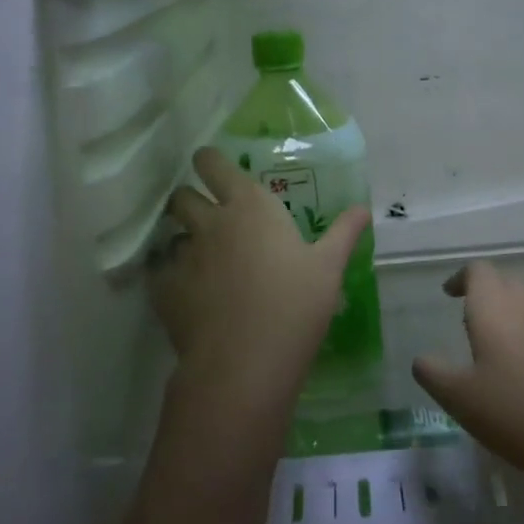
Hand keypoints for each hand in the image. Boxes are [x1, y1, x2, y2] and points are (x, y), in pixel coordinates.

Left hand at [151, 148, 369, 461]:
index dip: (209, 162)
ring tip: (201, 261)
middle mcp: (210, 222)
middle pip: (181, 196)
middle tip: (207, 216)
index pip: (213, 163)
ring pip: (171, 235)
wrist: (245, 361)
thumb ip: (344, 233)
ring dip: (183, 241)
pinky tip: (187, 293)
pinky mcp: (164, 289)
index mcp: (250, 207)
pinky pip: (160, 271)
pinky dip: (170, 276)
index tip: (212, 168)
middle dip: (189, 200)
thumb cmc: (295, 306)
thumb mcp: (329, 268)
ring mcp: (183, 256)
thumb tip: (363, 208)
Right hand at [412, 261, 523, 495]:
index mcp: (495, 310)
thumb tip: (422, 359)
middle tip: (465, 323)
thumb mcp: (459, 398)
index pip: (479, 271)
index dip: (460, 277)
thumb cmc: (515, 414)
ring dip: (507, 317)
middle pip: (505, 283)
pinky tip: (522, 377)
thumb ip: (432, 373)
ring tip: (490, 352)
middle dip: (483, 295)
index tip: (448, 295)